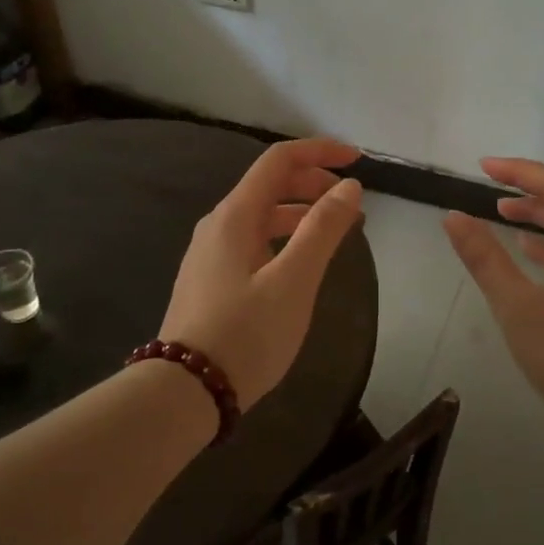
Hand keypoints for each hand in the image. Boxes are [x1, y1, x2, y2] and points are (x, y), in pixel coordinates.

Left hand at [160, 137, 363, 407]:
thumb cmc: (246, 333)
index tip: (358, 161)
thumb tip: (349, 186)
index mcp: (235, 215)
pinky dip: (284, 237)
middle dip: (313, 183)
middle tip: (351, 203)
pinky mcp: (211, 279)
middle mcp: (218, 225)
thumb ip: (322, 229)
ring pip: (262, 215)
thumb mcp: (294, 281)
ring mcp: (210, 253)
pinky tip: (300, 262)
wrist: (185, 392)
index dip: (320, 152)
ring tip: (335, 231)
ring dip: (301, 212)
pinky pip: (253, 240)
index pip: (279, 160)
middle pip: (269, 184)